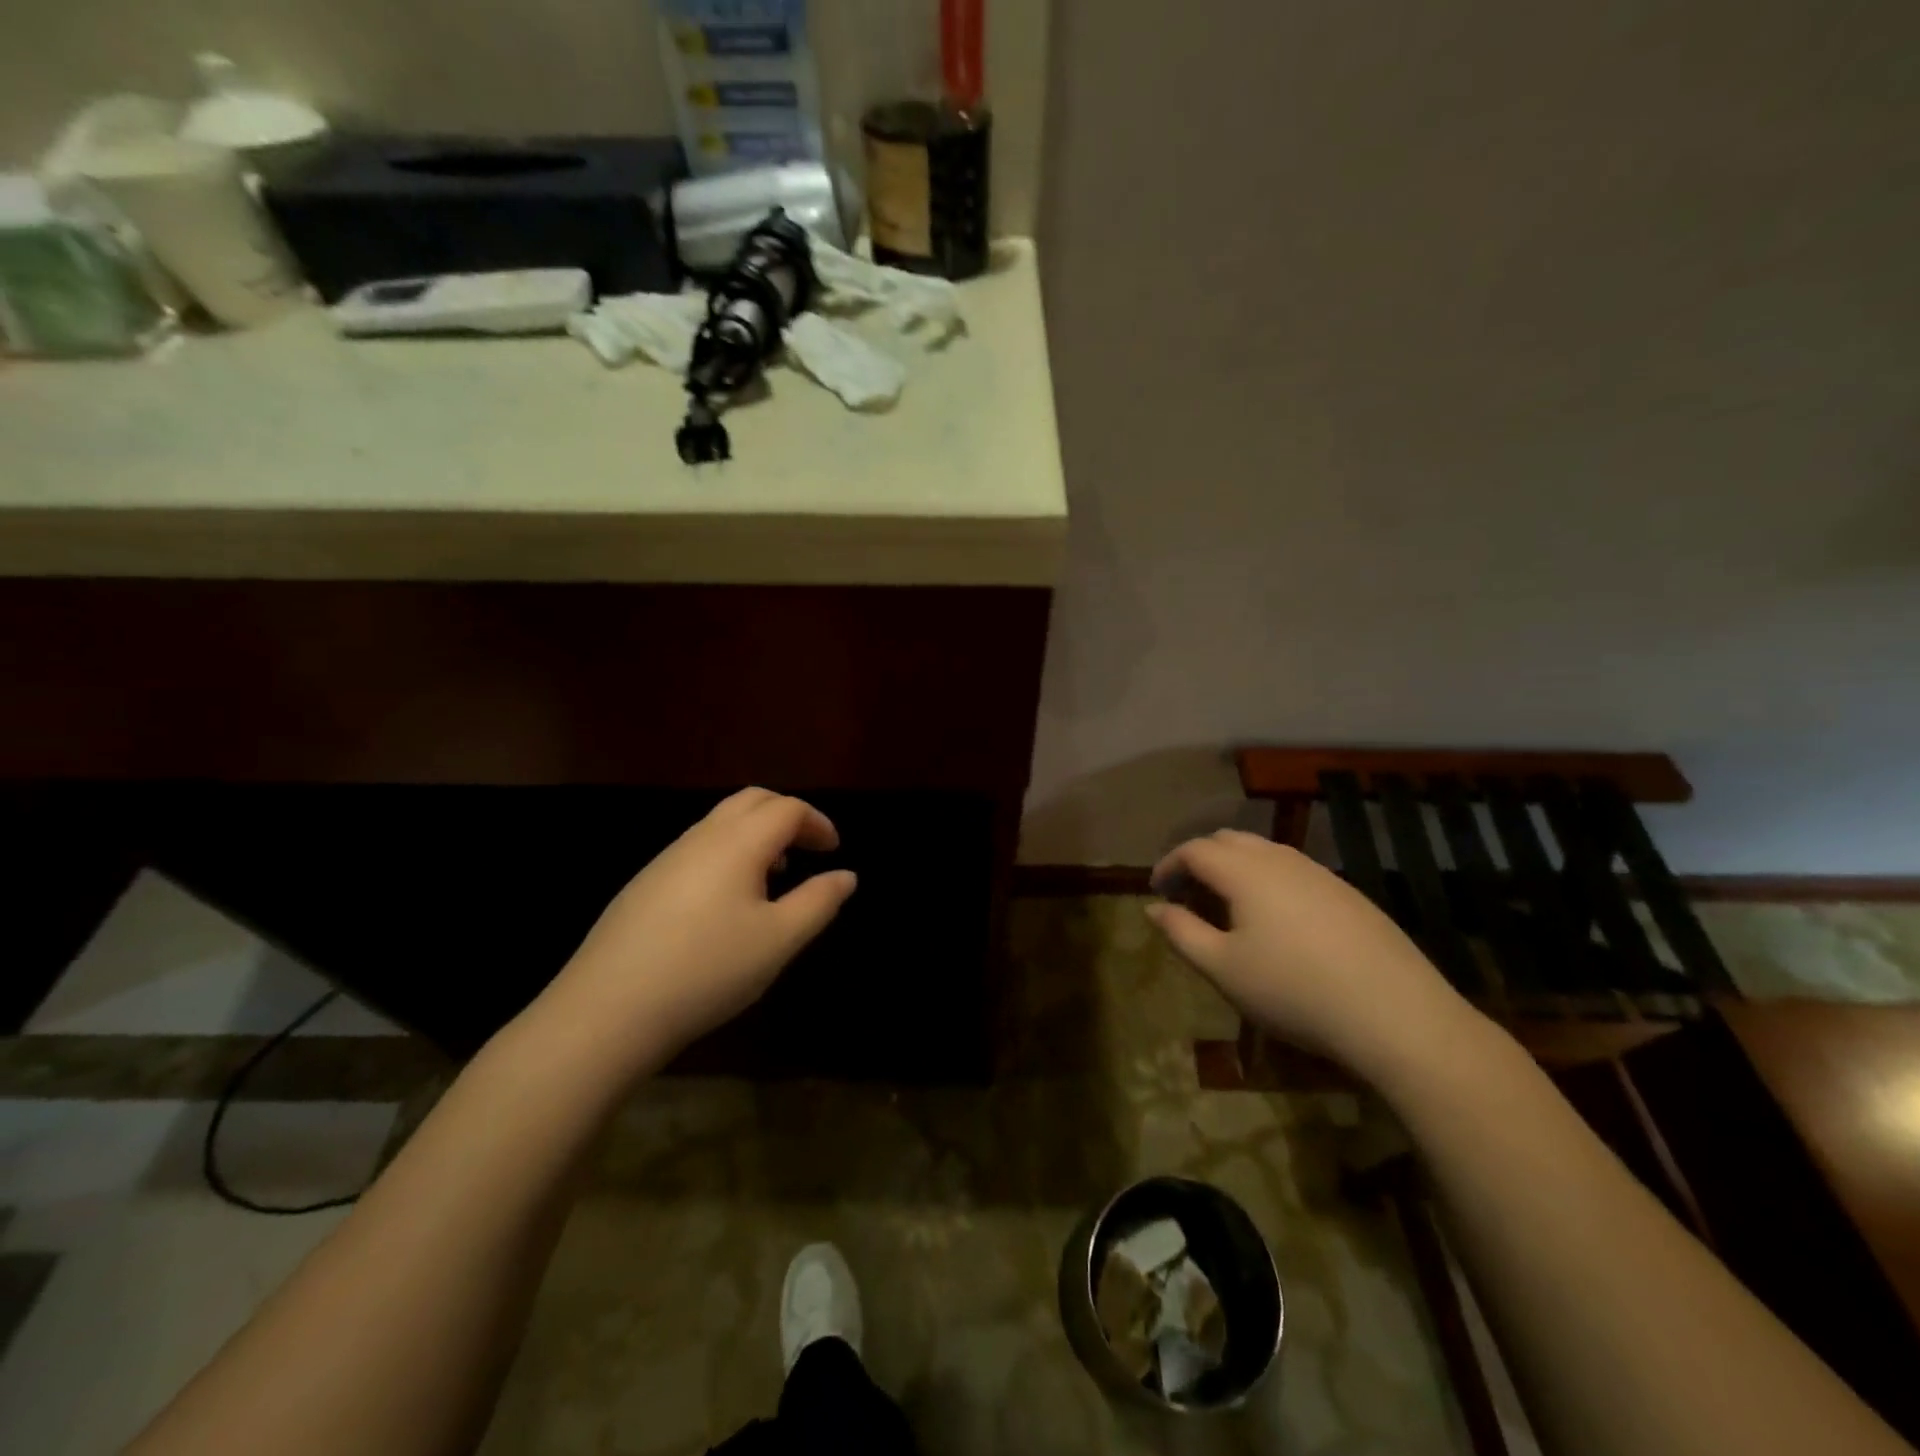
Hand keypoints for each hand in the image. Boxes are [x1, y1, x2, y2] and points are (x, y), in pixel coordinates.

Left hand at [538, 789, 857, 1072]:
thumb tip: (846, 876)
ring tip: (775, 874)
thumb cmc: (708, 969)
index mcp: (738, 842)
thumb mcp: (779, 941)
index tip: (834, 851)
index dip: (817, 823)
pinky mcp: (645, 883)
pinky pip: (699, 846)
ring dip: (757, 833)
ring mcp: (667, 858)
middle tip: (809, 848)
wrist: (607, 1009)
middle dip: (787, 815)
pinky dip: (729, 852)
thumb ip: (819, 902)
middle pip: (752, 800)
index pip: (787, 809)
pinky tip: (728, 901)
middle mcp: (702, 837)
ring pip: (721, 822)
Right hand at [1146, 830, 1484, 1080]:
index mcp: (1245, 871)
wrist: (1396, 1014)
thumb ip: (1181, 932)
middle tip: (1188, 896)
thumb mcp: (1223, 969)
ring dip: (1235, 868)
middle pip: (1228, 840)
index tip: (1157, 891)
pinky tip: (1276, 921)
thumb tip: (1153, 908)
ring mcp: (1320, 873)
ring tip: (1228, 907)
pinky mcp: (1349, 893)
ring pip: (1264, 852)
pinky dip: (1267, 880)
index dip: (1169, 865)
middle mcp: (1280, 859)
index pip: (1194, 849)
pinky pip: (1294, 870)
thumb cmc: (1294, 991)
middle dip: (1200, 860)